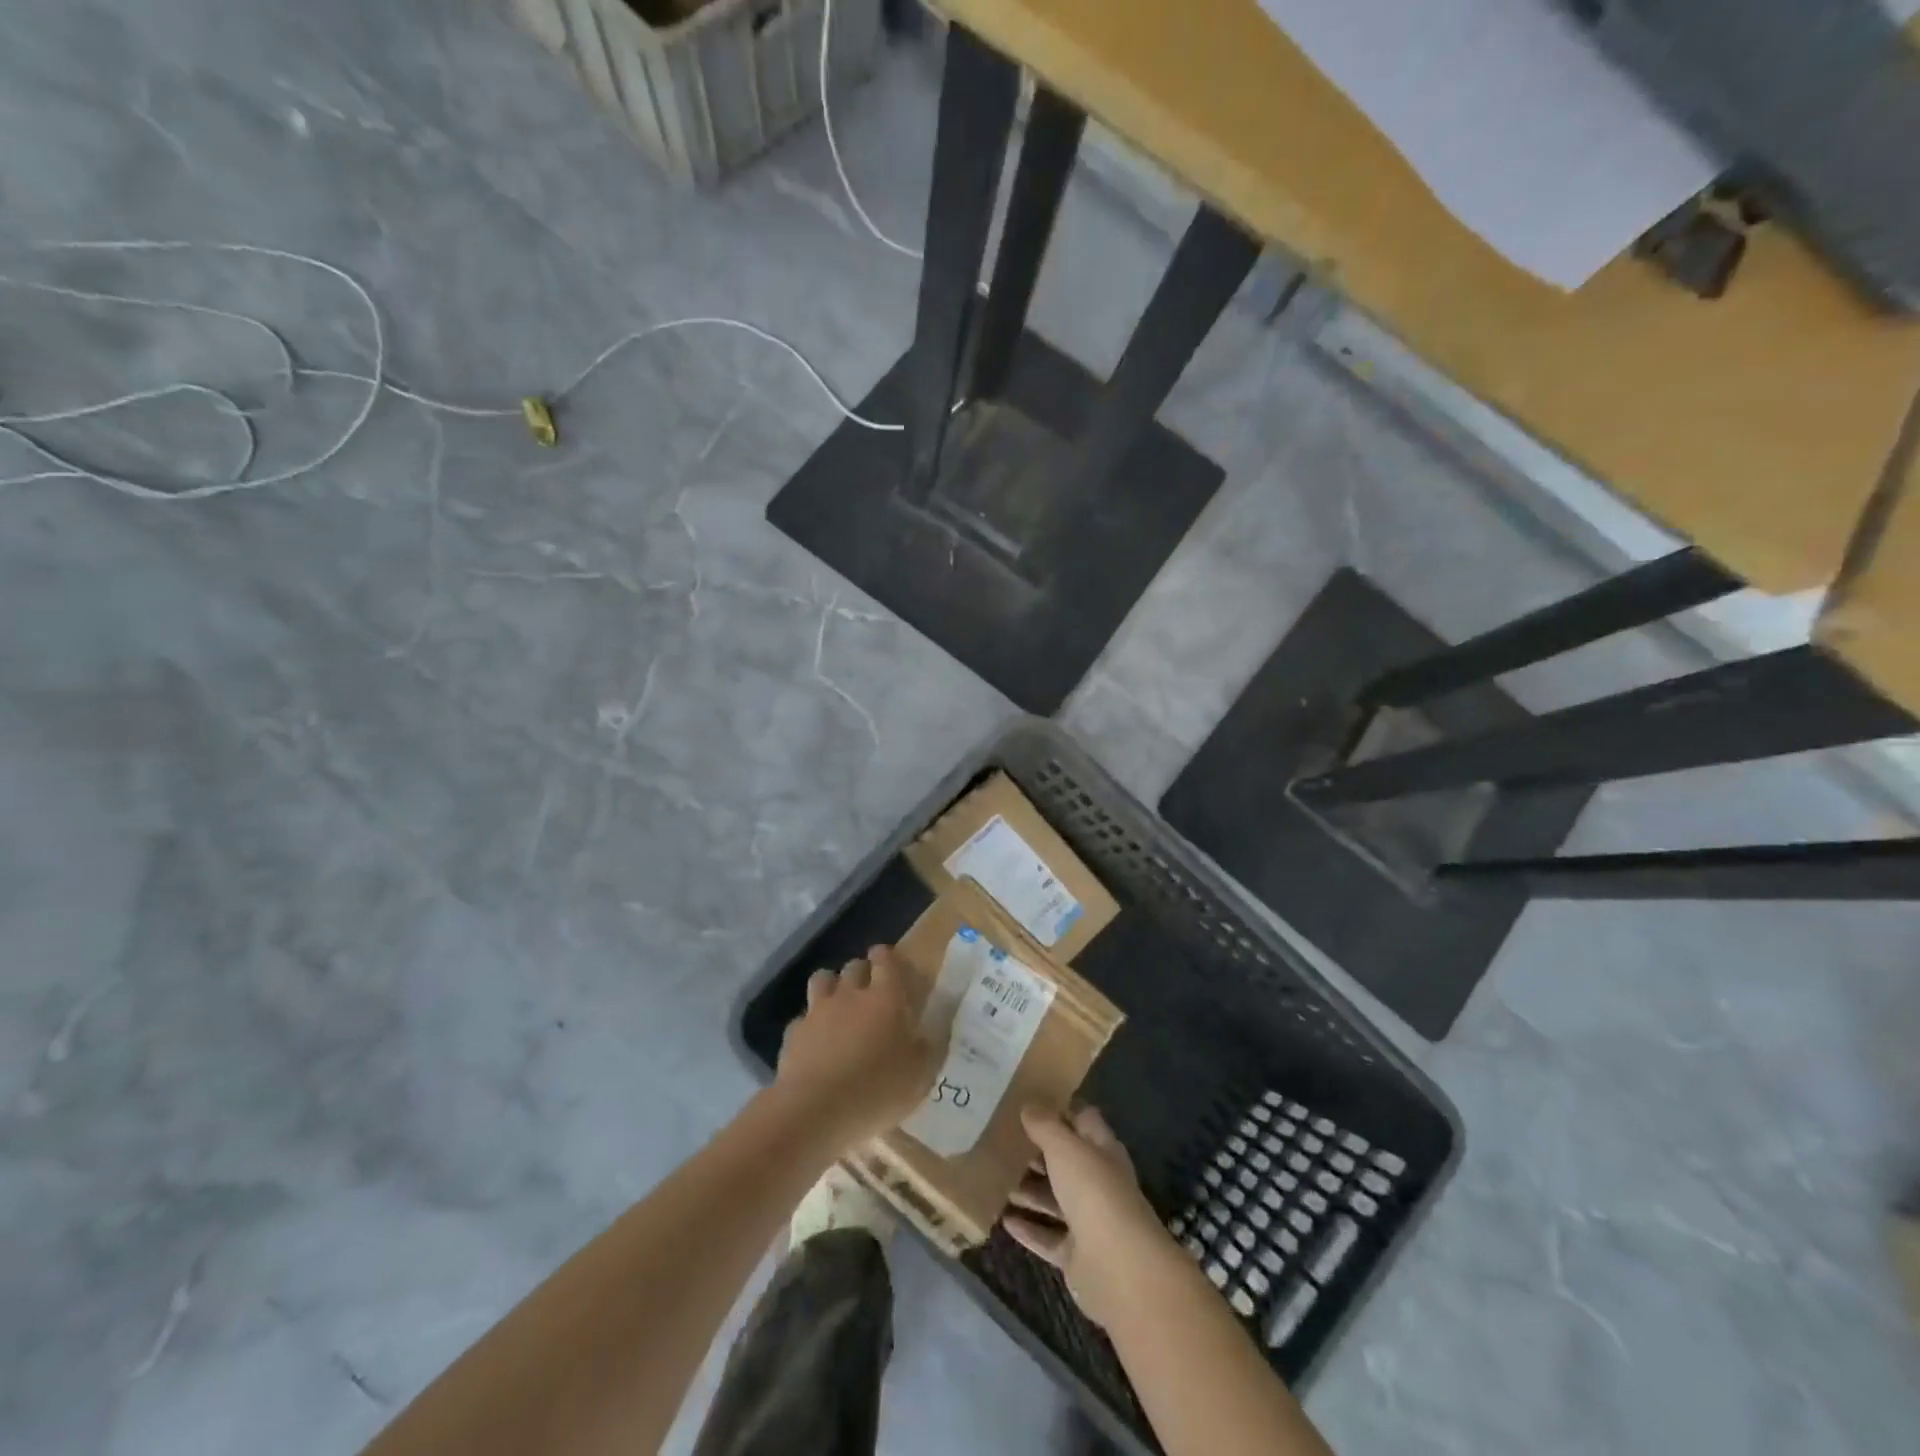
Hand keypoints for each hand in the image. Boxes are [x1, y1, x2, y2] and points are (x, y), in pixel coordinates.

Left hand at [775, 945, 942, 1152]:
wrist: (815, 1110)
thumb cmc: (877, 1089)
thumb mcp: (919, 1075)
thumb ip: (927, 1048)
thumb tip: (929, 1033)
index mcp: (886, 998)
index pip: (885, 960)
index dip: (886, 957)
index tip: (888, 962)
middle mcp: (850, 995)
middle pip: (854, 966)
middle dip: (861, 971)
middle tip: (869, 989)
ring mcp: (818, 1011)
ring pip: (822, 980)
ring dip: (832, 986)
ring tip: (838, 1004)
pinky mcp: (794, 1033)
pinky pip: (803, 1017)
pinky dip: (810, 1024)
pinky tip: (815, 1042)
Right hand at [1004, 1106, 1174, 1328]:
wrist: (1118, 1267)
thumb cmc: (1093, 1192)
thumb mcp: (1065, 1148)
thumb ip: (1045, 1126)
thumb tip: (1029, 1106)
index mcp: (1102, 1150)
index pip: (1083, 1120)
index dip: (1060, 1109)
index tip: (1029, 1102)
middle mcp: (1097, 1182)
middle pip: (1065, 1161)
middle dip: (1036, 1152)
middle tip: (1001, 1141)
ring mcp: (1088, 1220)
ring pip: (1053, 1199)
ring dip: (1027, 1190)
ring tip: (994, 1179)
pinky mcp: (1076, 1255)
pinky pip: (1047, 1236)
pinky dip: (1027, 1228)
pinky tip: (1002, 1219)